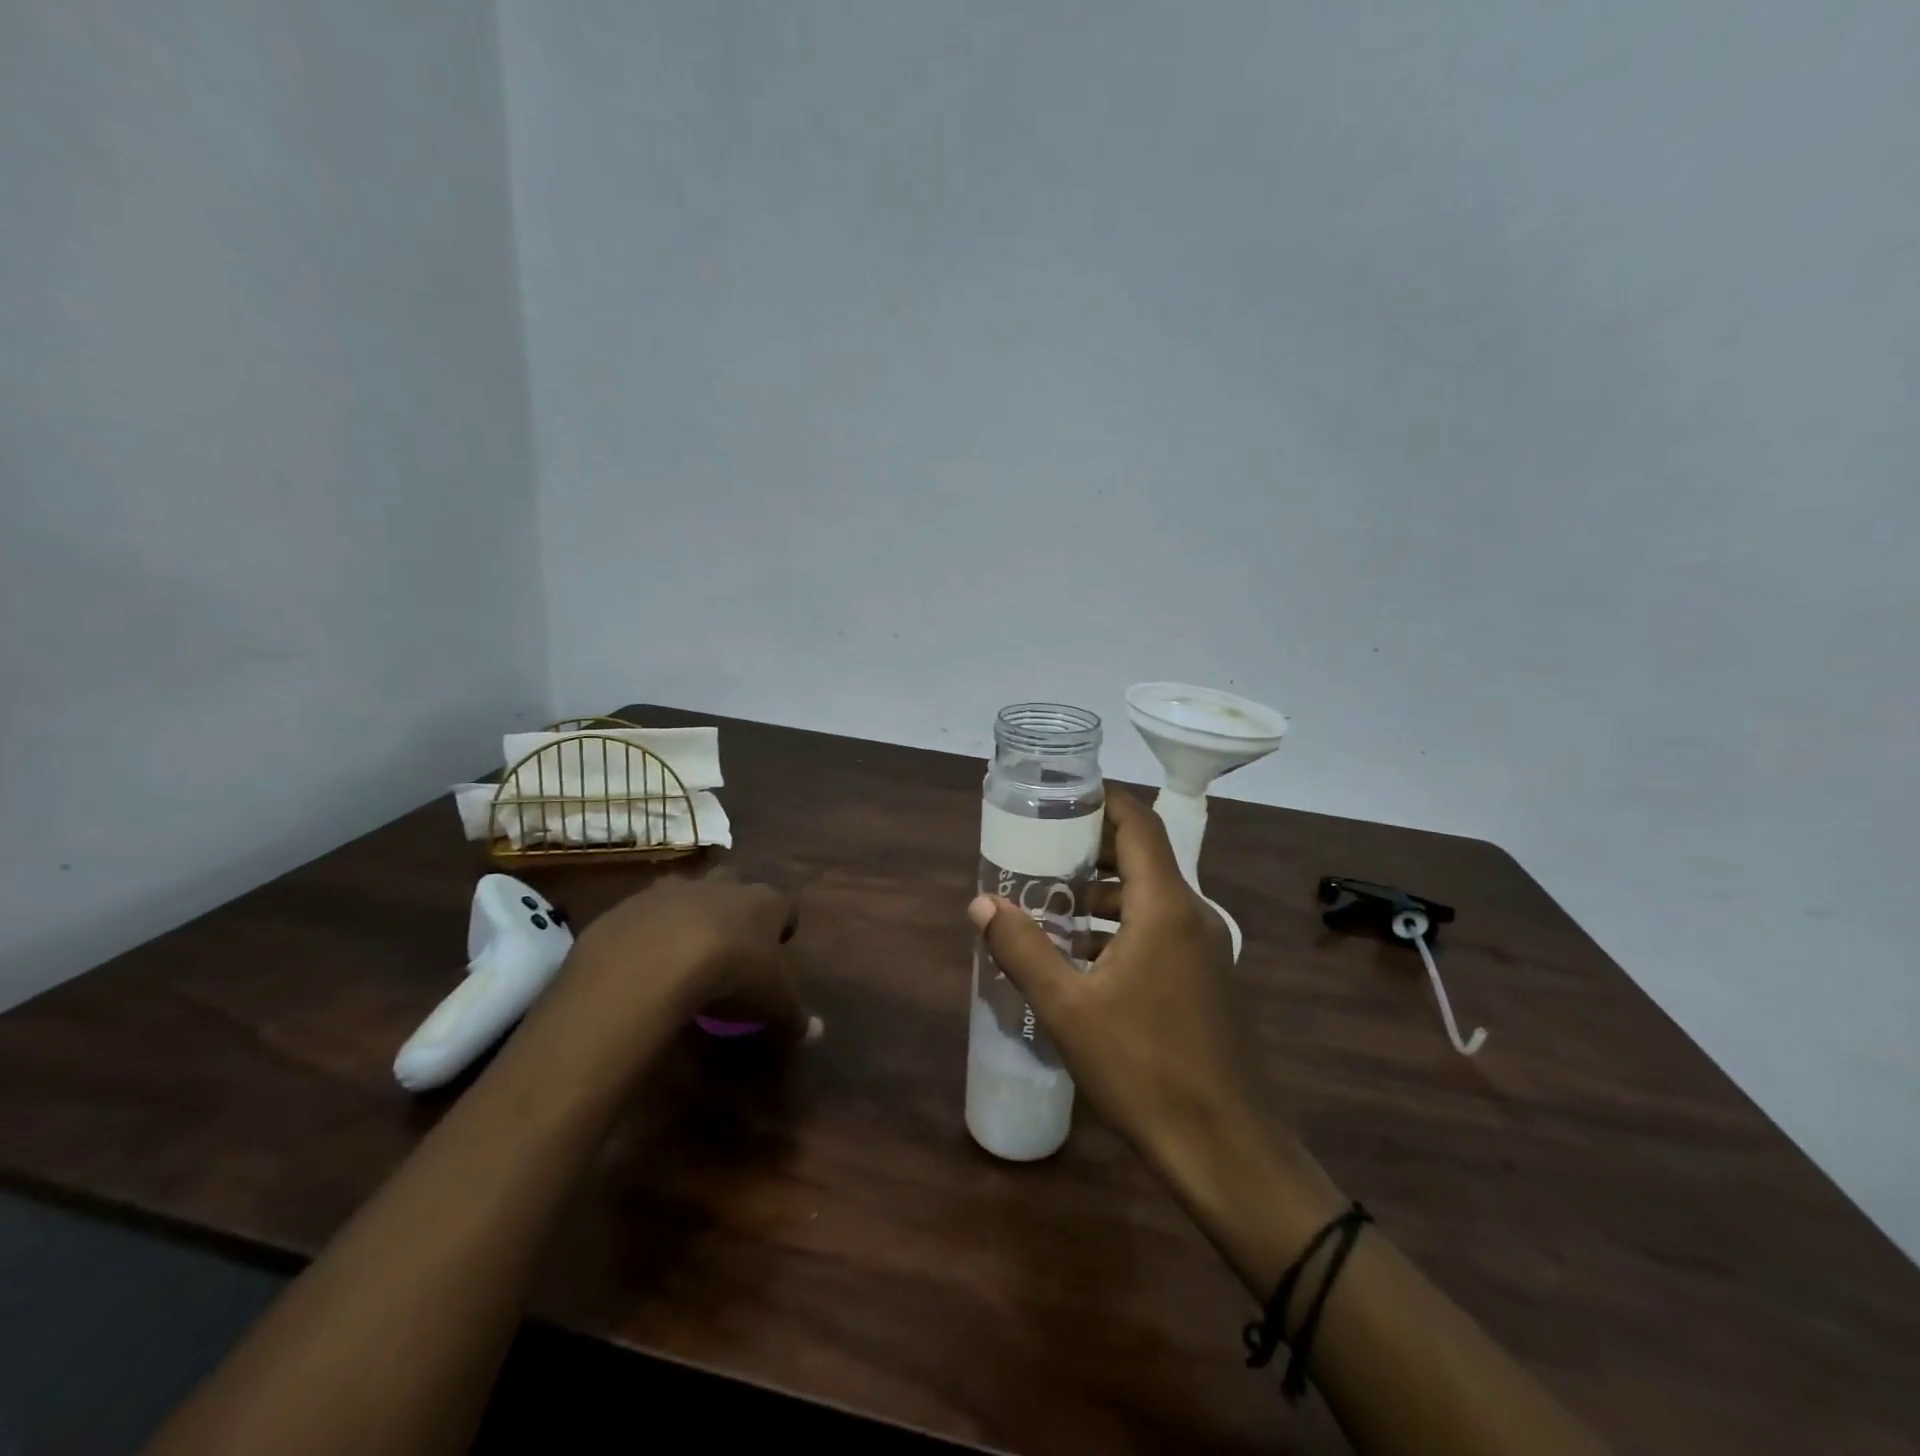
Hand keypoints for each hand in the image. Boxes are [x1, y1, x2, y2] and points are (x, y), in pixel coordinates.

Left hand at [559, 871, 804, 1045]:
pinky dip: (646, 935)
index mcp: (764, 902)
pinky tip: (642, 967)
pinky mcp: (630, 906)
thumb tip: (816, 1032)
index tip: (776, 951)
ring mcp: (672, 891)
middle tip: (729, 945)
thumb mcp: (774, 1003)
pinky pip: (643, 917)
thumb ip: (795, 1016)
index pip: (784, 905)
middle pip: (735, 884)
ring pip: (686, 893)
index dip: (782, 927)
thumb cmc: (733, 974)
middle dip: (734, 907)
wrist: (654, 961)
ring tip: (681, 953)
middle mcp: (721, 885)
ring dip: (687, 915)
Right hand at [968, 788, 1340, 1255]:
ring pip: (1150, 895)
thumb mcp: (1068, 1008)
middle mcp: (1192, 914)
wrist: (1226, 1147)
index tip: (1058, 797)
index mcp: (1166, 906)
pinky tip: (1083, 957)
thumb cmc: (1144, 1069)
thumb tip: (980, 903)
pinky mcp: (1207, 977)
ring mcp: (1205, 947)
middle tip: (1039, 851)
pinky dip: (1122, 925)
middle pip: (1142, 855)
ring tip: (1050, 904)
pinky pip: (1161, 928)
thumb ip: (1022, 948)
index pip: (1138, 822)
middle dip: (1090, 847)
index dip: (1101, 799)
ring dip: (1103, 892)